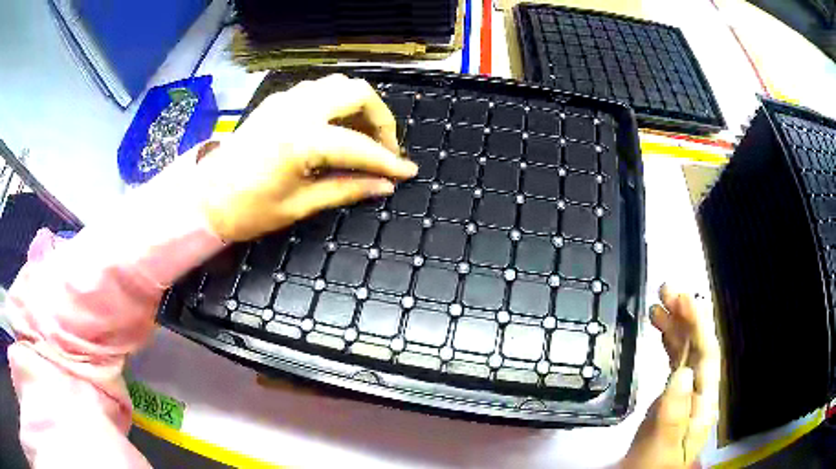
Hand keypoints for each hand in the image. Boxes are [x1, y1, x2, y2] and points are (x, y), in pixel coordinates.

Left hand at [196, 74, 417, 241]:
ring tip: (362, 136)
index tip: (407, 173)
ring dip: (359, 105)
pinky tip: (335, 126)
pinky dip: (336, 102)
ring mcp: (285, 100)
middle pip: (357, 92)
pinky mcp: (276, 101)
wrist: (204, 198)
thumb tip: (384, 187)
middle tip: (383, 149)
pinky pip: (318, 89)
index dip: (388, 161)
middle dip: (380, 118)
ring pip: (338, 84)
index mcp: (302, 140)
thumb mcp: (299, 206)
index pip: (360, 146)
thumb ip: (346, 190)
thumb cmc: (247, 211)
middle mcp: (297, 109)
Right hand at [622, 285, 720, 467]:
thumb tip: (682, 373)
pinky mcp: (671, 394)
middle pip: (698, 346)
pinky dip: (668, 339)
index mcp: (702, 402)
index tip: (685, 298)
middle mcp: (698, 390)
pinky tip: (660, 327)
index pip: (707, 356)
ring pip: (686, 349)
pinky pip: (674, 359)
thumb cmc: (652, 466)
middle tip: (667, 290)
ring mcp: (685, 391)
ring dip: (676, 323)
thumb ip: (674, 414)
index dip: (699, 324)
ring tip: (659, 302)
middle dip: (687, 315)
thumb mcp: (663, 446)